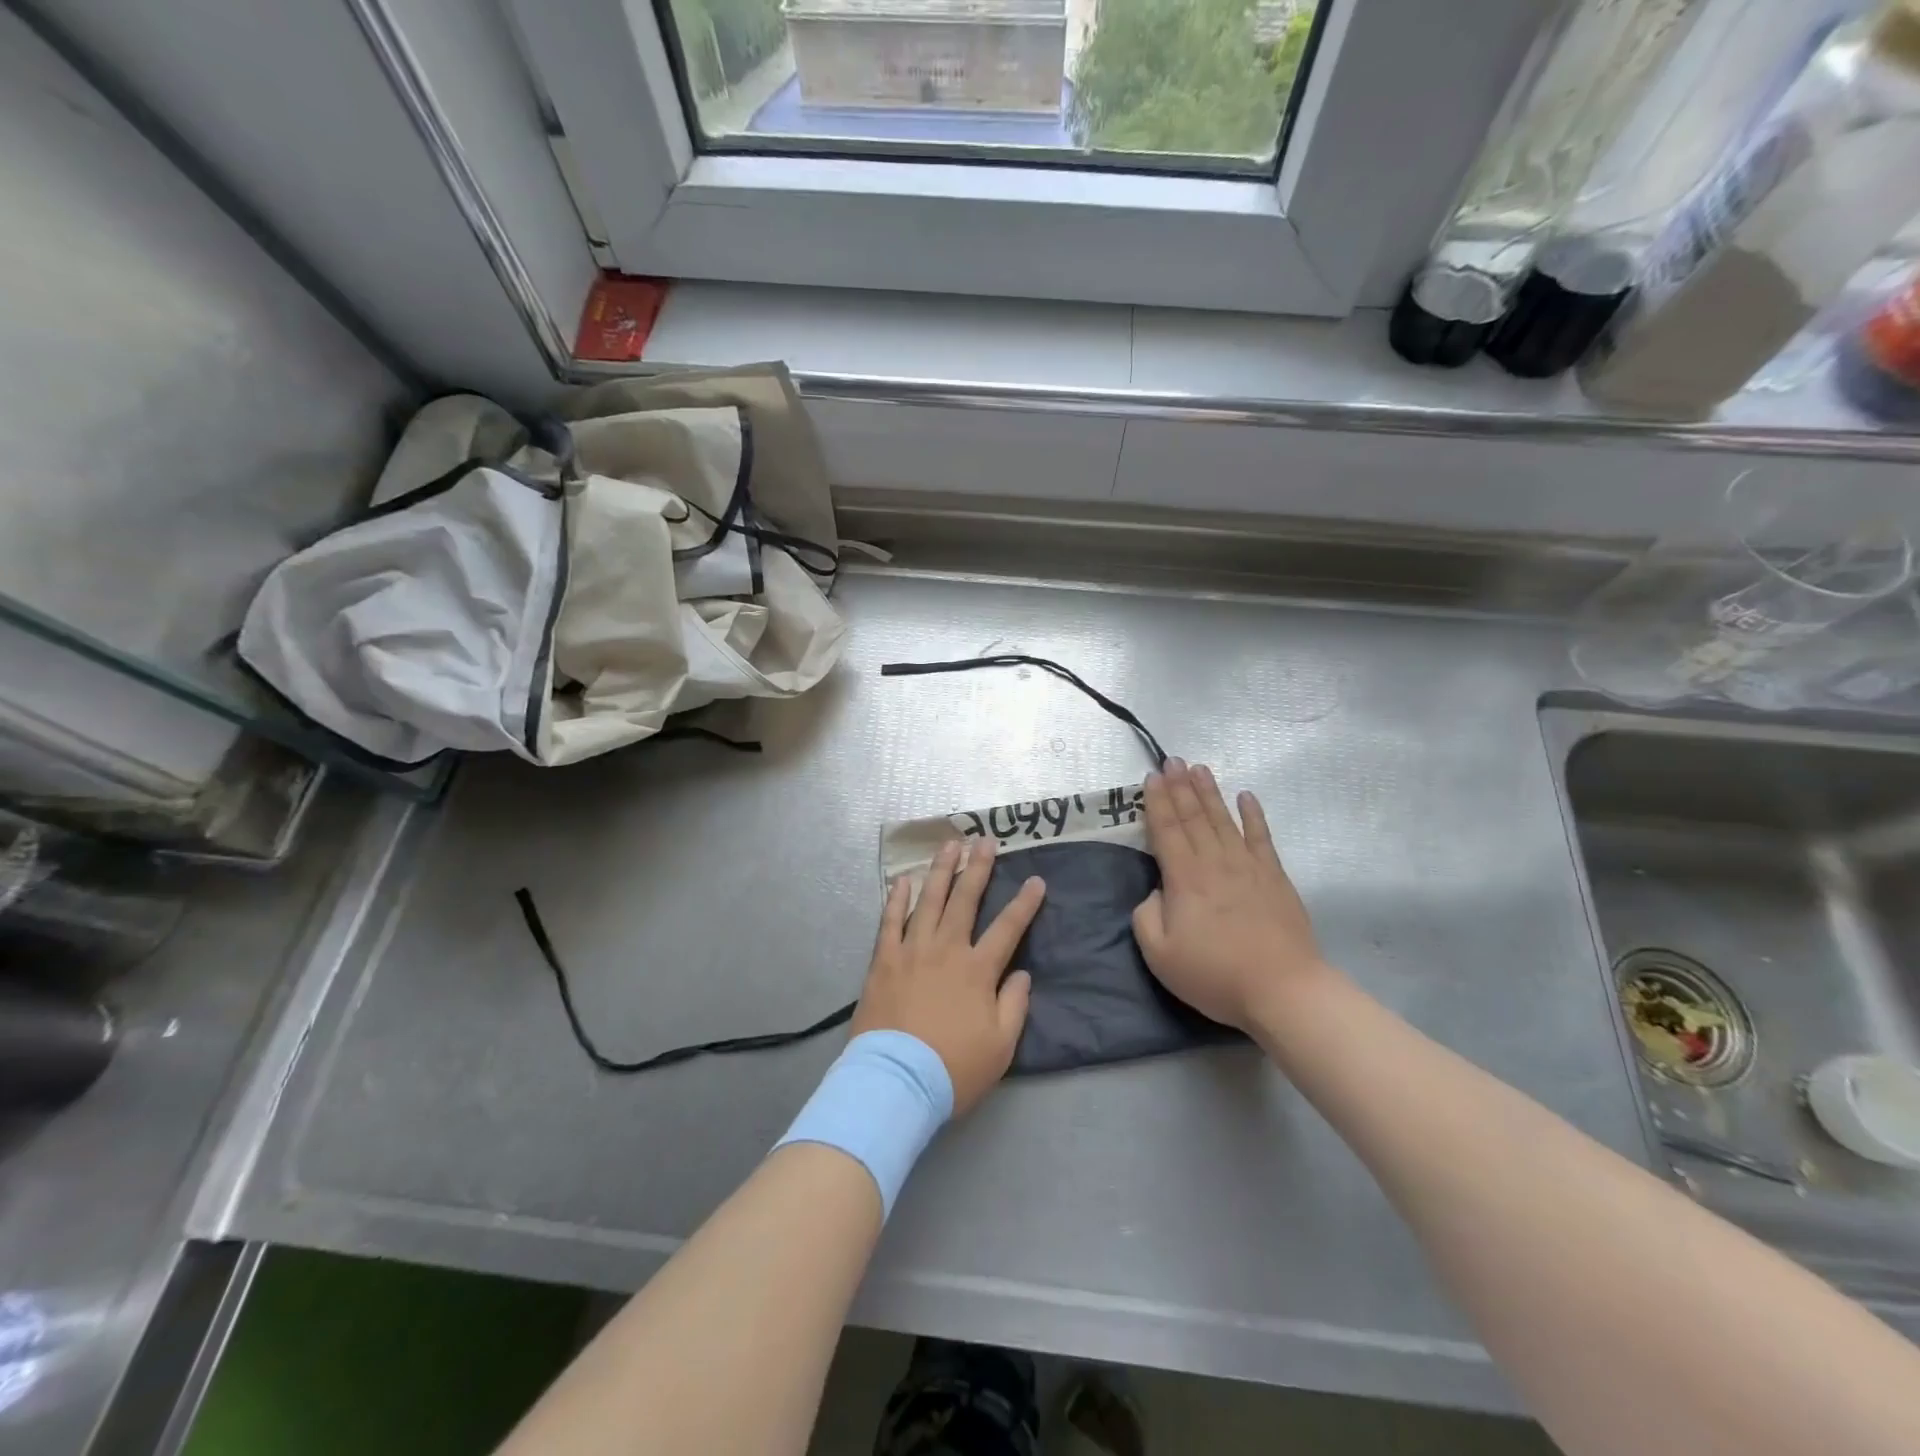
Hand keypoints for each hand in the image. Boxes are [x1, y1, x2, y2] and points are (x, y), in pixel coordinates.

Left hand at [853, 837, 1044, 1113]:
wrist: (897, 1081)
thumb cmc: (954, 1068)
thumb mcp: (1001, 1046)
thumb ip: (1014, 1005)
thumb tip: (1021, 974)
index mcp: (977, 970)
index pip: (1008, 928)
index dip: (1025, 903)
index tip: (1036, 880)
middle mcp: (946, 950)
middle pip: (965, 900)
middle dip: (978, 868)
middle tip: (985, 841)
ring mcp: (911, 951)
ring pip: (928, 901)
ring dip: (940, 871)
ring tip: (949, 845)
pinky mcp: (883, 961)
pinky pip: (889, 922)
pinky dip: (896, 899)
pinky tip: (903, 880)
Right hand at [1131, 758, 1331, 1033]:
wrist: (1282, 990)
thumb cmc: (1215, 974)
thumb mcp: (1160, 955)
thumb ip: (1146, 917)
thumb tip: (1157, 892)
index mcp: (1184, 879)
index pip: (1167, 830)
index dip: (1157, 802)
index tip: (1152, 777)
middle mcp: (1214, 862)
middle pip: (1193, 817)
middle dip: (1180, 786)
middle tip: (1171, 760)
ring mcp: (1248, 866)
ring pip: (1223, 819)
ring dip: (1209, 792)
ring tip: (1199, 768)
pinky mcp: (1274, 877)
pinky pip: (1261, 837)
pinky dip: (1253, 814)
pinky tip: (1246, 796)